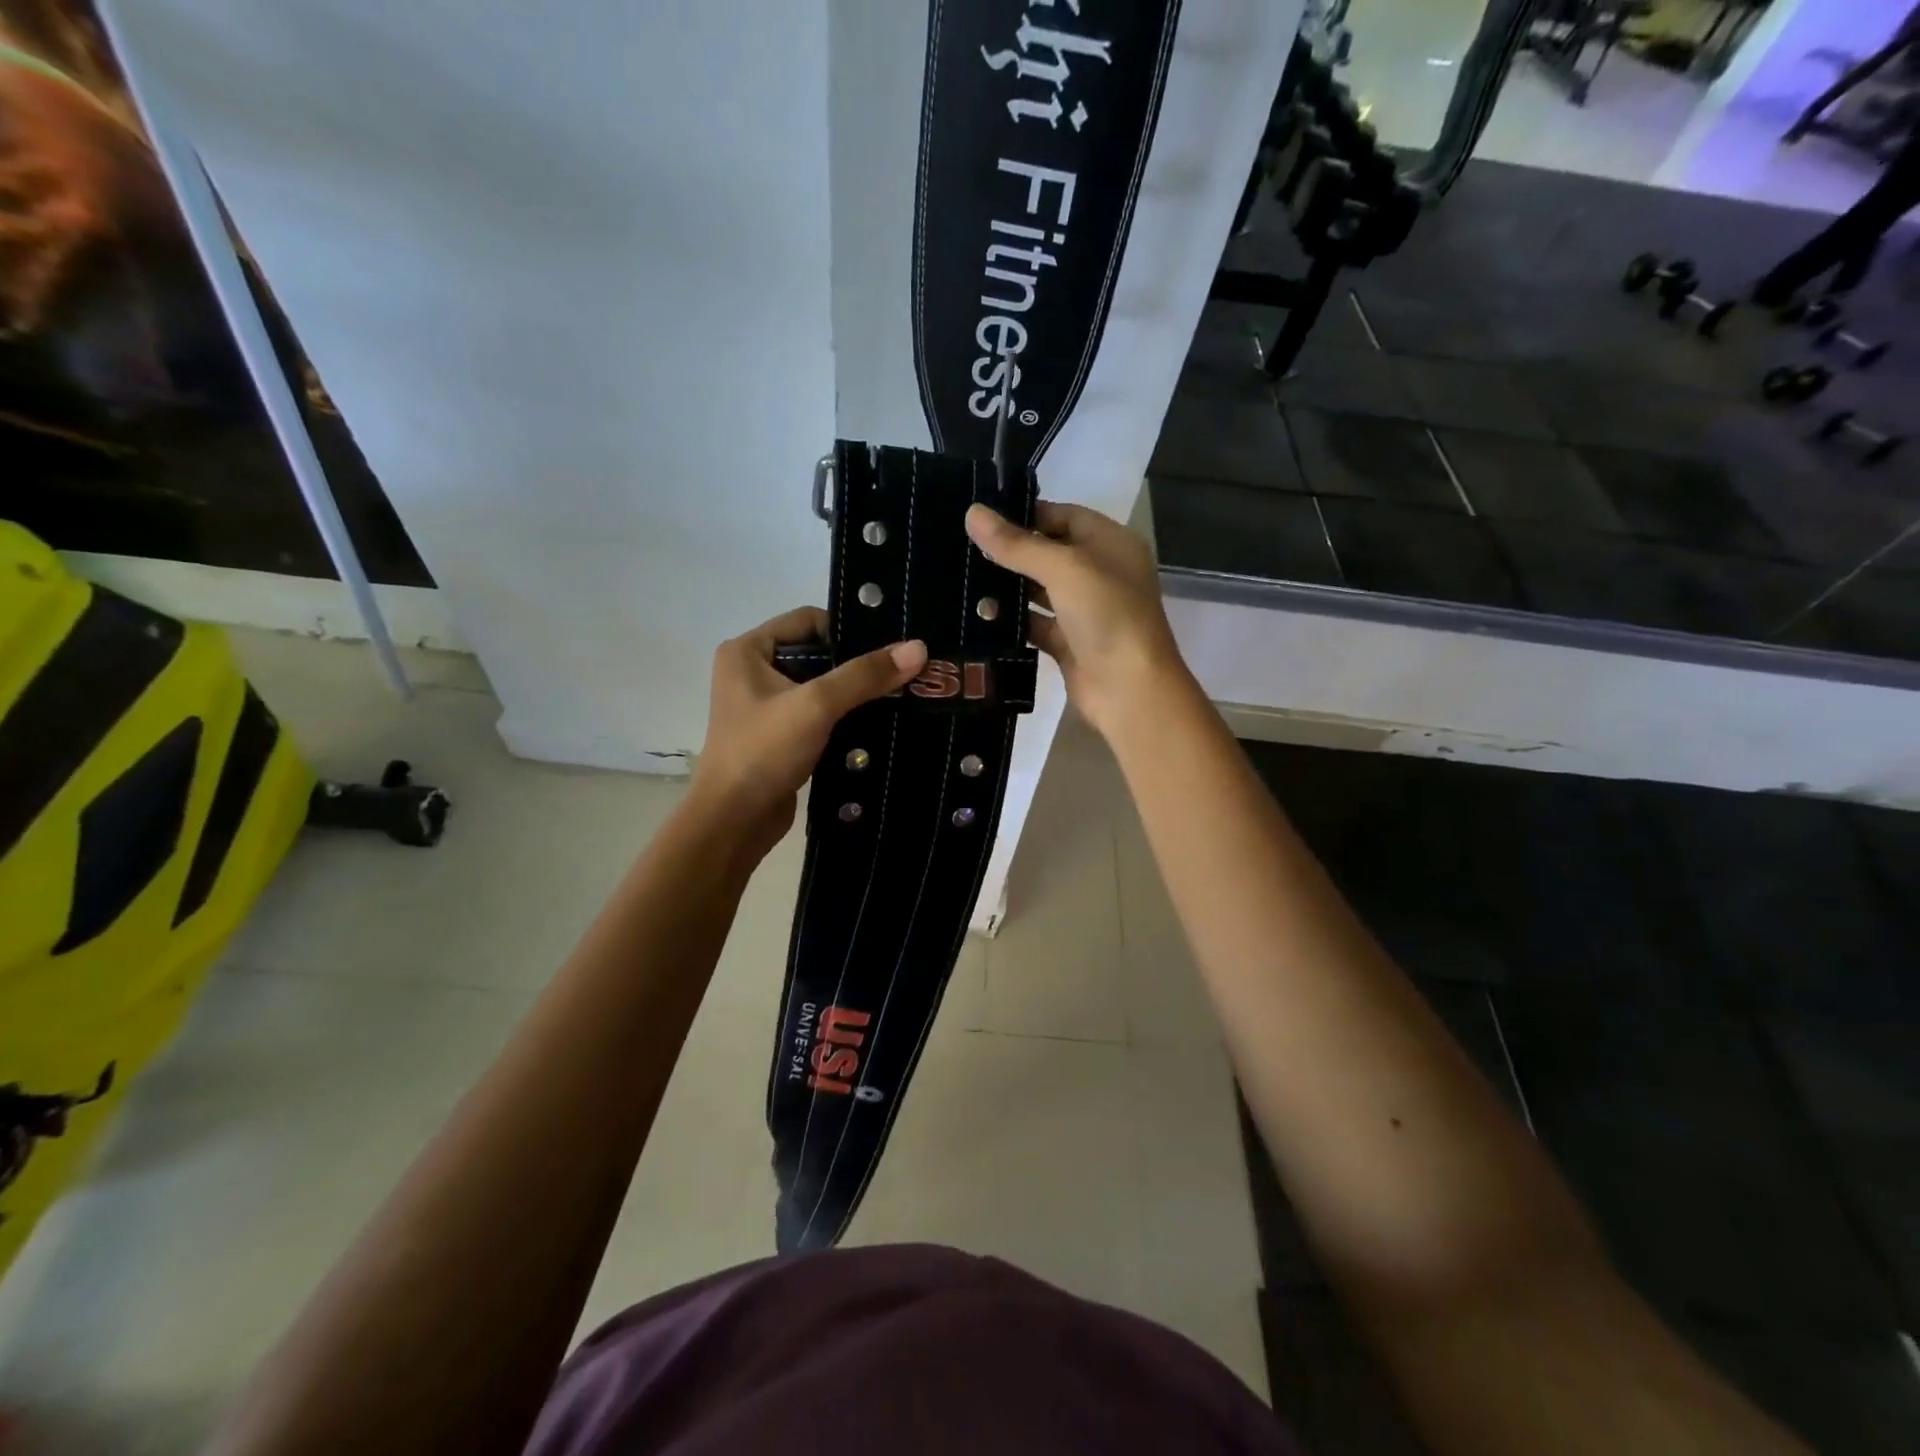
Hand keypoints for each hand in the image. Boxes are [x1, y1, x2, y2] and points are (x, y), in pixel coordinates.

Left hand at [692, 607, 926, 855]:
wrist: (733, 822)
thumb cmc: (763, 752)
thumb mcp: (816, 705)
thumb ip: (865, 675)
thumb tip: (918, 647)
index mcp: (748, 650)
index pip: (808, 621)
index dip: (848, 631)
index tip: (889, 648)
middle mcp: (753, 671)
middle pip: (818, 654)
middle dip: (858, 665)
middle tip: (904, 672)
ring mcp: (767, 707)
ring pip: (822, 687)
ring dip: (855, 694)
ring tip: (901, 696)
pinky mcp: (781, 736)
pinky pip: (820, 715)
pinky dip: (846, 718)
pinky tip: (880, 724)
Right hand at [965, 501, 1185, 737]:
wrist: (1130, 690)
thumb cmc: (1107, 616)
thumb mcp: (1064, 569)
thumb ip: (1017, 544)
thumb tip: (973, 513)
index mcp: (1111, 544)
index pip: (1064, 516)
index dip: (1026, 514)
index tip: (982, 517)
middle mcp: (1100, 573)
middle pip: (1049, 553)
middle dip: (1010, 551)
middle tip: (962, 547)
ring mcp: (1085, 611)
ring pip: (1039, 590)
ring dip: (1007, 587)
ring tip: (962, 578)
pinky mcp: (1069, 643)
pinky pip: (1035, 624)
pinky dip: (1012, 621)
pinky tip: (978, 616)